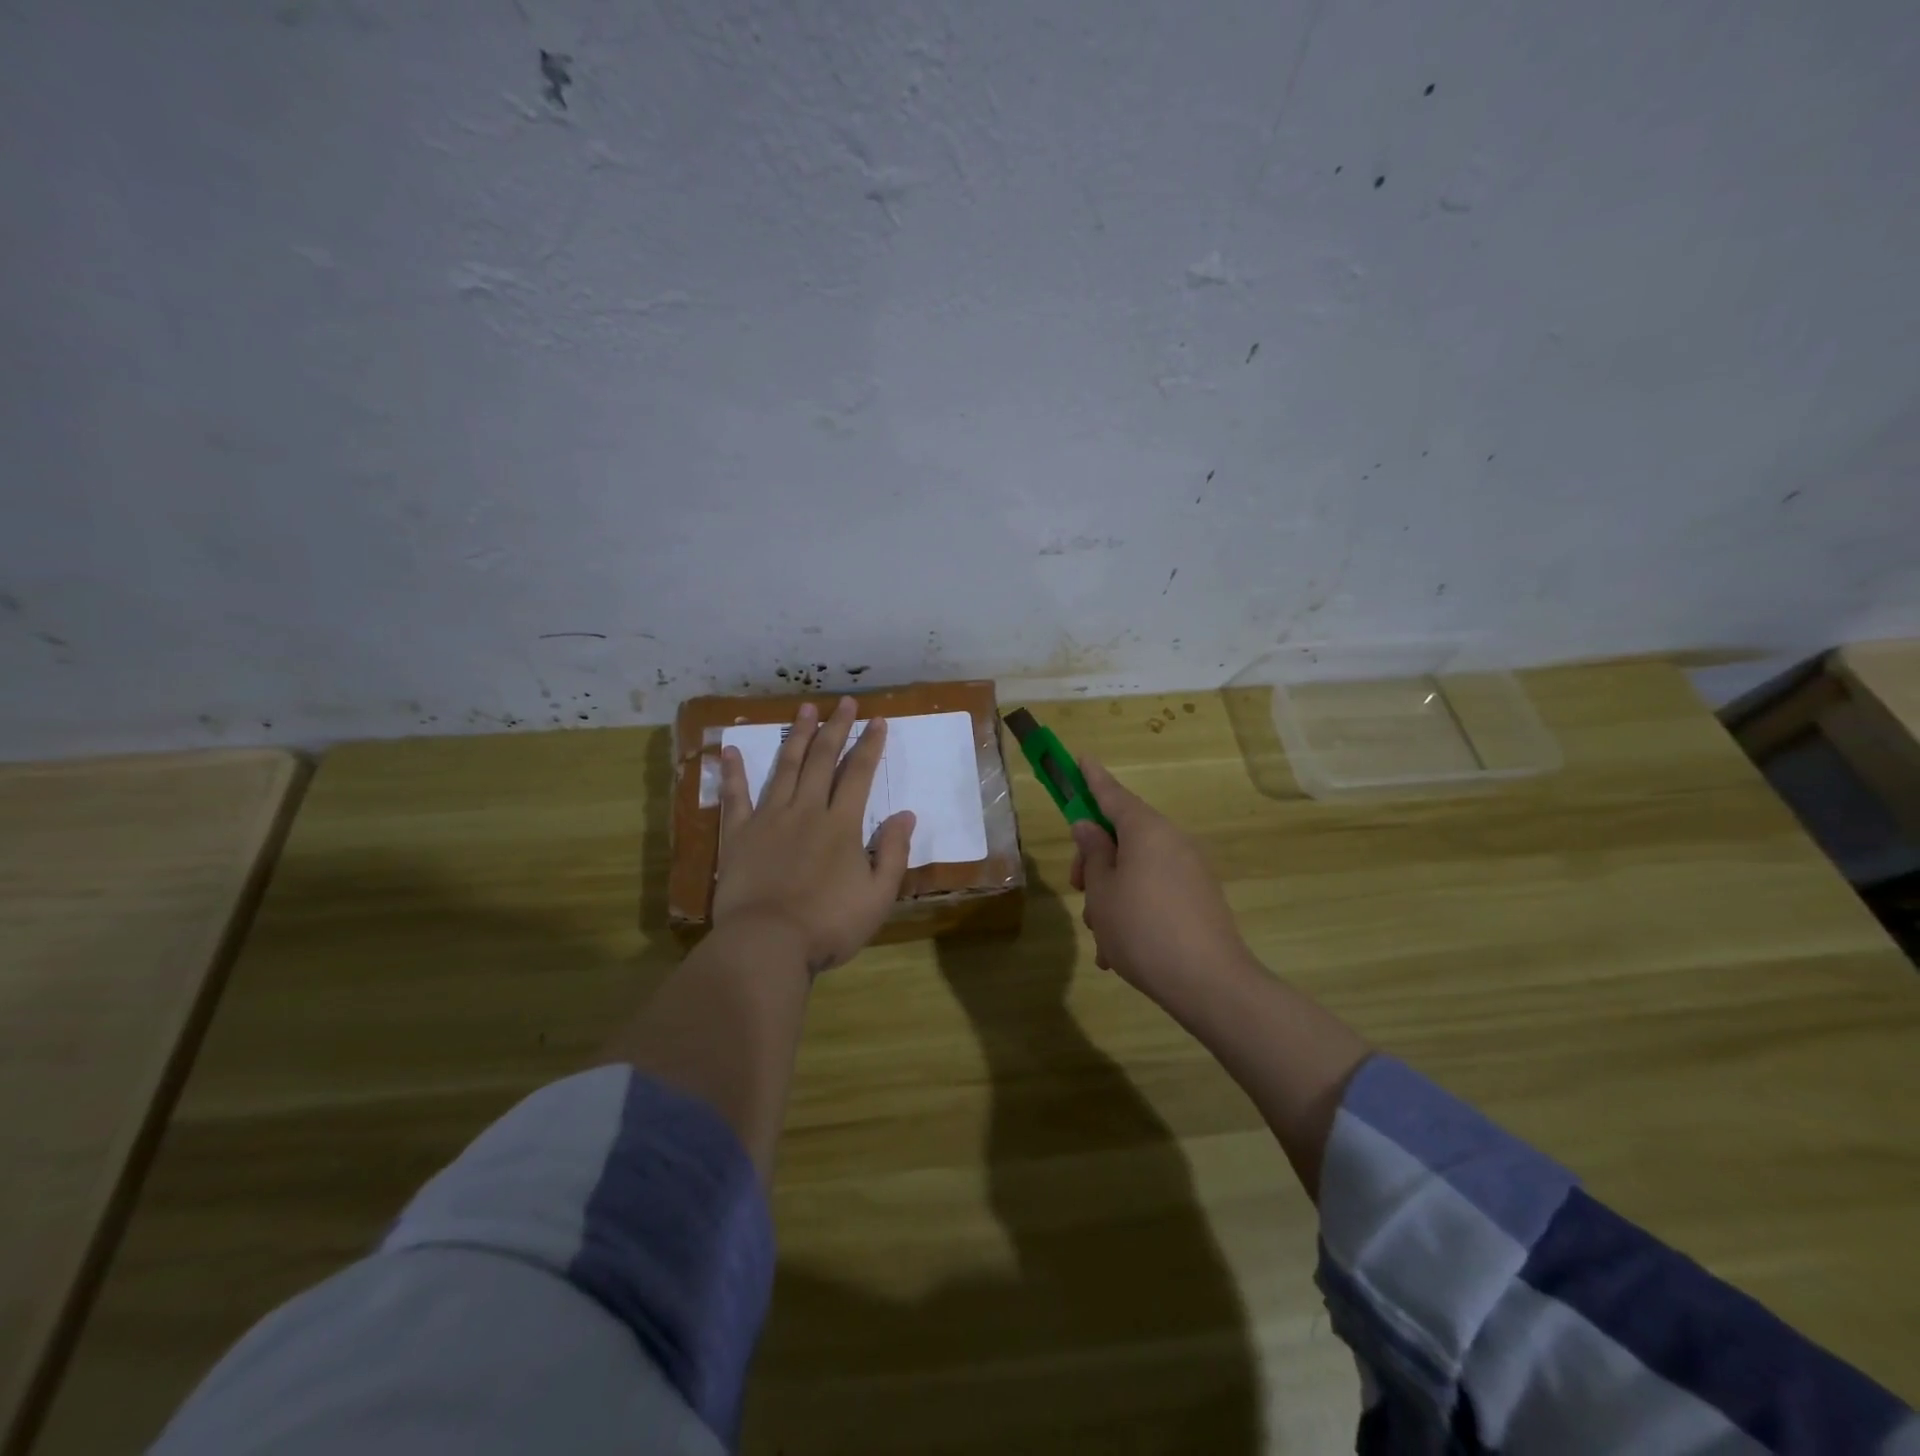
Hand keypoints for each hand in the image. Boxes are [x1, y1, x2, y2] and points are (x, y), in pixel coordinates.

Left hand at [715, 696, 916, 972]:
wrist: (767, 944)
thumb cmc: (829, 924)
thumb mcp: (879, 896)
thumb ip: (894, 852)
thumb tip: (905, 814)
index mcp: (842, 824)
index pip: (859, 774)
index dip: (870, 745)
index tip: (878, 721)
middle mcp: (806, 810)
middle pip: (822, 760)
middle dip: (836, 728)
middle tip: (844, 702)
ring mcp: (769, 819)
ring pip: (785, 767)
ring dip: (797, 736)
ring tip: (805, 709)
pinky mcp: (738, 835)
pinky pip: (735, 796)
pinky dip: (734, 772)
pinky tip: (731, 749)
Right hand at [1069, 757, 1250, 1006]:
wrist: (1210, 983)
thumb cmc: (1142, 928)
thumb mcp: (1102, 892)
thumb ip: (1093, 854)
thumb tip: (1089, 827)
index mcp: (1147, 830)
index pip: (1112, 794)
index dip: (1092, 779)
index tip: (1081, 758)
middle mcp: (1172, 841)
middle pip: (1123, 836)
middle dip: (1095, 861)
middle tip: (1078, 890)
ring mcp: (1190, 870)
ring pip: (1137, 869)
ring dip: (1112, 895)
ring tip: (1101, 939)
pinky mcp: (1200, 899)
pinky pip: (1156, 892)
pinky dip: (1134, 911)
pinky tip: (1119, 952)